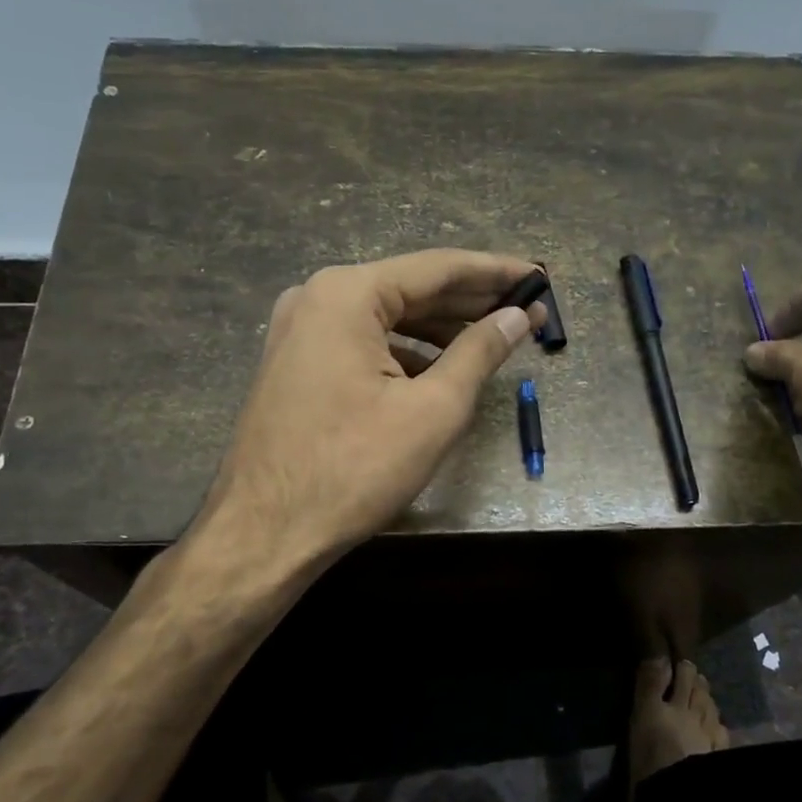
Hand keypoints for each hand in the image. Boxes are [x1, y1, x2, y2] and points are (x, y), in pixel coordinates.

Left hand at [199, 249, 542, 568]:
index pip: (438, 268)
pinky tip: (439, 369)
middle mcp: (317, 297)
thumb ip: (480, 353)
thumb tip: (517, 317)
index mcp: (347, 294)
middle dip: (470, 300)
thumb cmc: (353, 469)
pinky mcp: (295, 362)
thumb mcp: (433, 410)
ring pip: (386, 317)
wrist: (263, 533)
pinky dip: (404, 350)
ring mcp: (300, 330)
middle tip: (525, 307)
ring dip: (440, 327)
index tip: (537, 276)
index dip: (494, 272)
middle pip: (411, 288)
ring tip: (492, 338)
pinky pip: (362, 341)